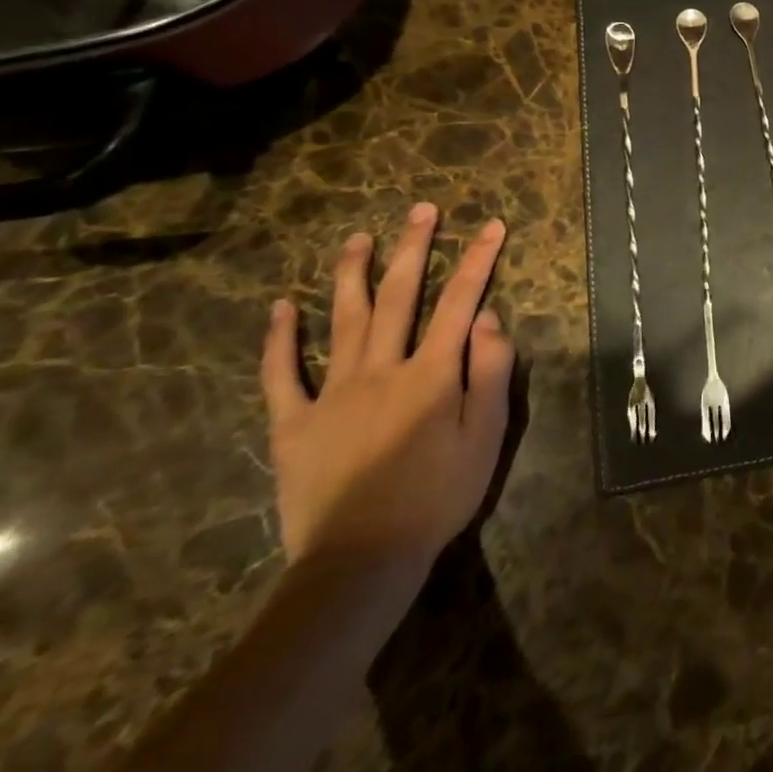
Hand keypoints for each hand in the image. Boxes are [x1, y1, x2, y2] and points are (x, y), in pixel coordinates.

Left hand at [260, 203, 515, 577]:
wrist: (361, 561)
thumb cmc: (438, 495)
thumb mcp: (487, 434)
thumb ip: (491, 369)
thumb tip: (487, 316)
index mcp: (432, 372)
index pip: (460, 301)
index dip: (478, 259)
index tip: (492, 225)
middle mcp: (382, 368)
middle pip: (399, 296)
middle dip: (413, 248)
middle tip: (421, 210)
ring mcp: (332, 393)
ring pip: (343, 320)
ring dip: (352, 274)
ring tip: (358, 237)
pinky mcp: (294, 424)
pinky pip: (282, 375)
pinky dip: (279, 340)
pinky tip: (280, 308)